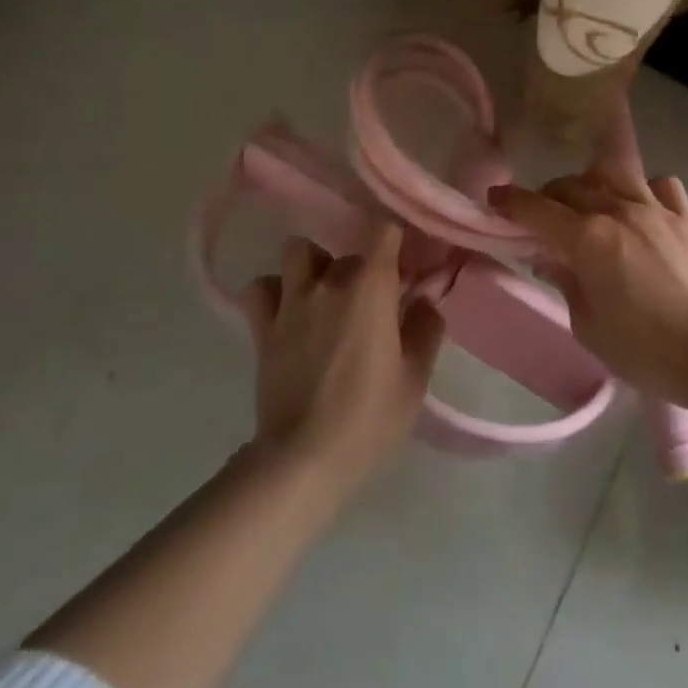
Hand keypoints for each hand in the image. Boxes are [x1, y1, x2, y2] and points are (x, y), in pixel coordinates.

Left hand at [241, 222, 445, 494]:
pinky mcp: (262, 326)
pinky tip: (288, 310)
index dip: (397, 236)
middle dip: (366, 269)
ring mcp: (291, 301)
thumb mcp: (416, 377)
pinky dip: (274, 291)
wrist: (305, 458)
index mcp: (371, 286)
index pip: (384, 228)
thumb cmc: (370, 417)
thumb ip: (426, 328)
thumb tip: (424, 300)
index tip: (408, 259)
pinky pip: (261, 288)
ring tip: (326, 293)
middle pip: (350, 251)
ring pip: (298, 250)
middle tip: (376, 302)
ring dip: (314, 264)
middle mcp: (329, 281)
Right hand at [490, 165, 687, 406]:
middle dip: (548, 196)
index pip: (537, 209)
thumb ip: (567, 284)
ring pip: (613, 174)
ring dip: (591, 184)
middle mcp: (619, 211)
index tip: (494, 198)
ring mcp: (657, 210)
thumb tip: (550, 259)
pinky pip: (662, 185)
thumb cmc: (647, 351)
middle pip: (571, 186)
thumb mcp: (590, 327)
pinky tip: (642, 208)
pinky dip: (645, 189)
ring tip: (589, 204)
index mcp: (588, 239)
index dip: (510, 201)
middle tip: (541, 217)